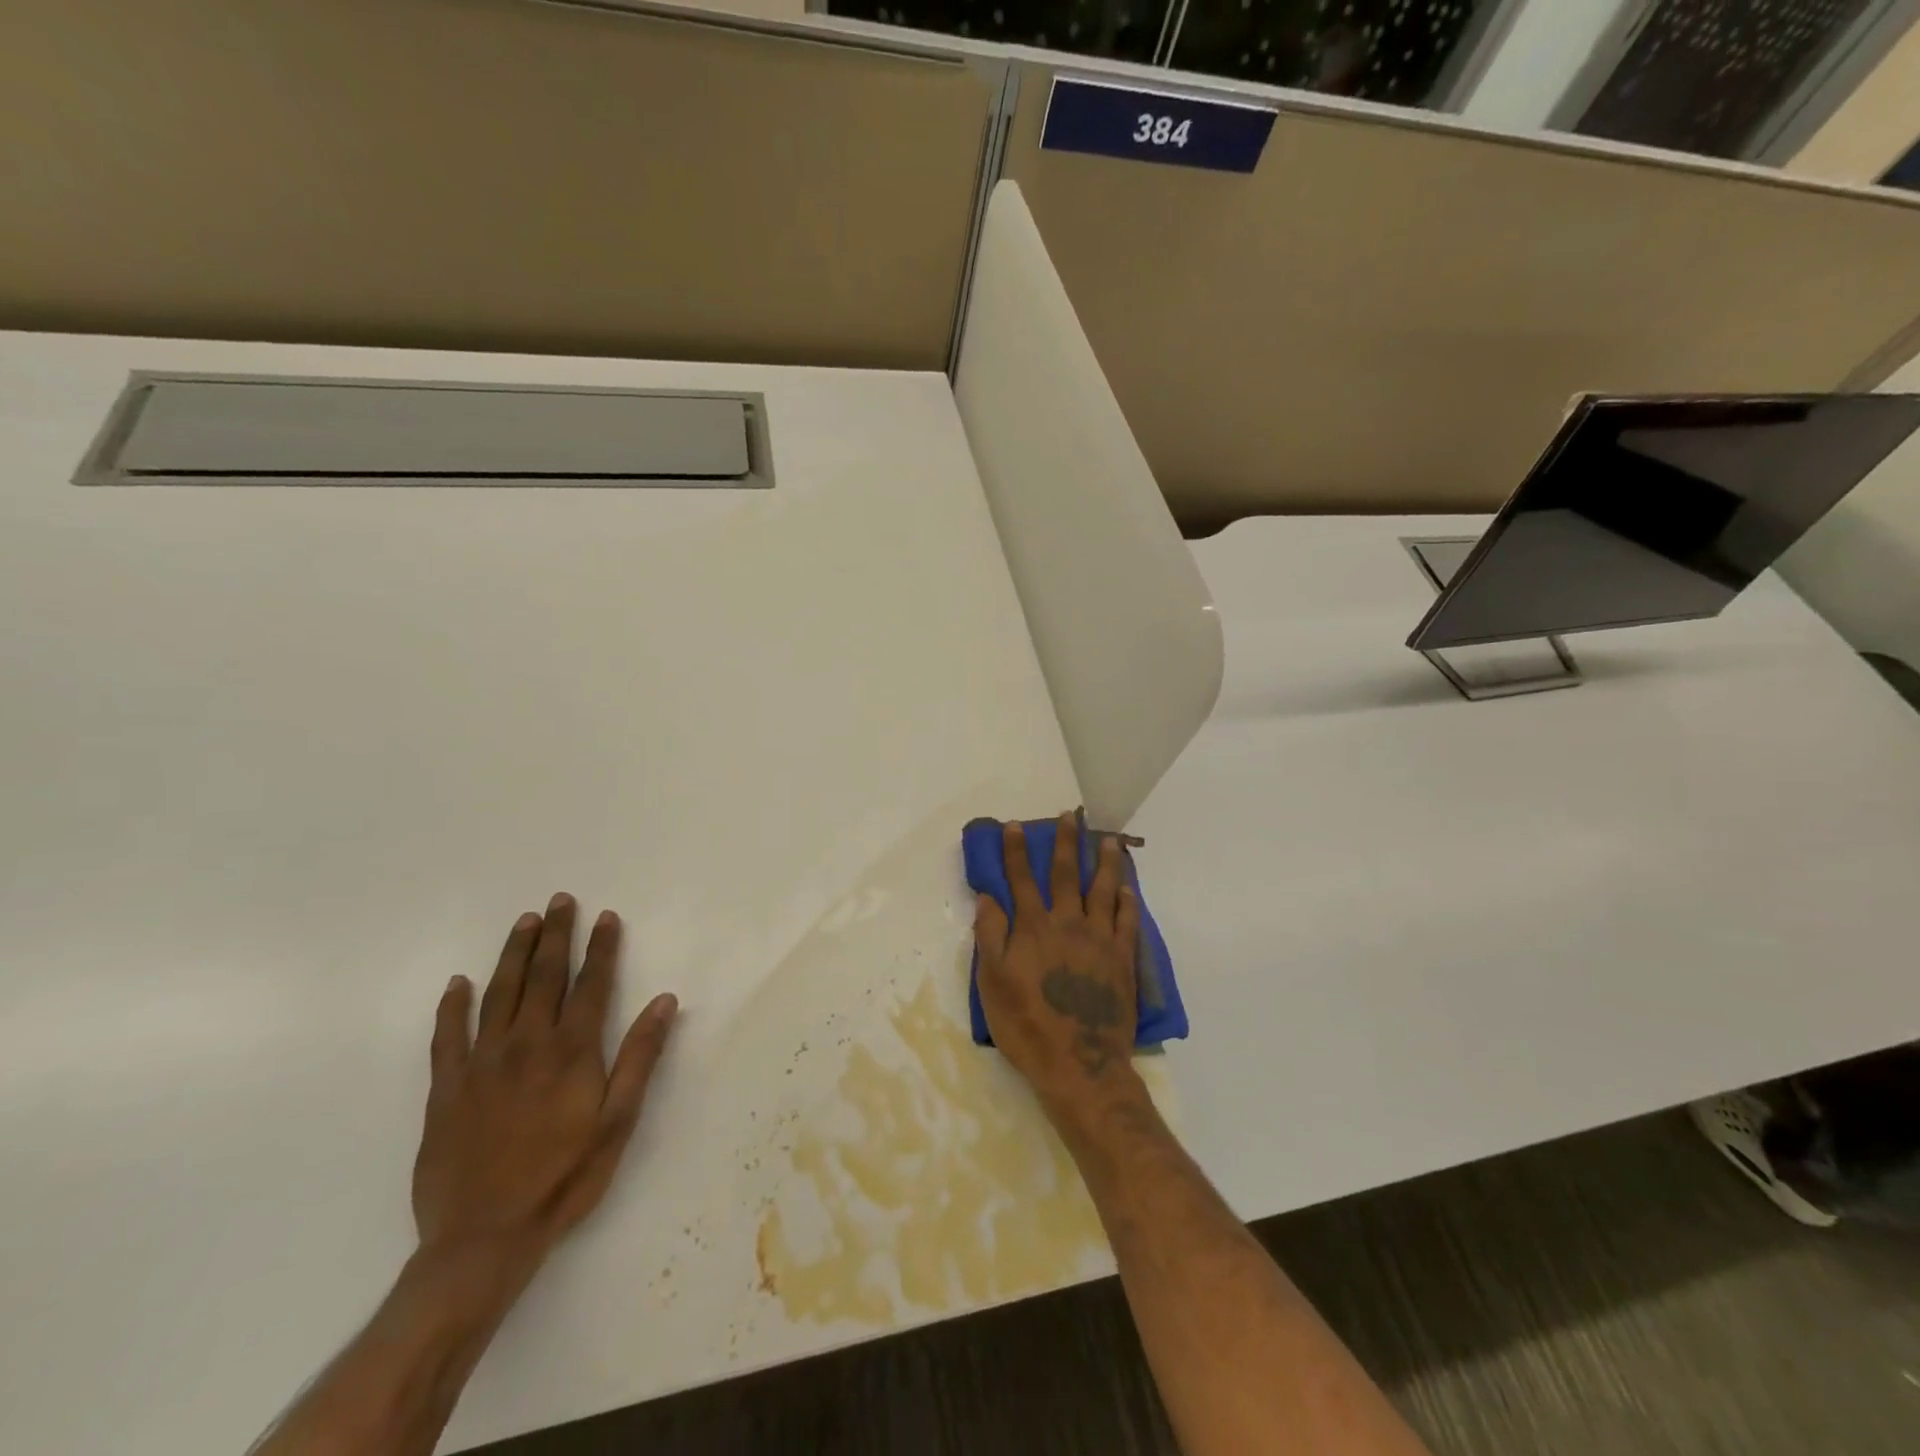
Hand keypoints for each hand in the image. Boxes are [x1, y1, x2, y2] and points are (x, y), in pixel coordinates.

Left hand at [412, 894, 677, 1276]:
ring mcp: (481, 1063)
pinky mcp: (446, 1089)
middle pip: (543, 977)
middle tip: (560, 901)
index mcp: (571, 1051)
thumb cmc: (564, 1178)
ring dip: (513, 954)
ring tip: (524, 922)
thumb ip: (640, 1057)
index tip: (606, 916)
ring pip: (498, 993)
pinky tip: (459, 984)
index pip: (591, 984)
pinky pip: (447, 1036)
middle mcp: (526, 1044)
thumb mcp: (618, 1121)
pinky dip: (452, 1006)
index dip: (601, 948)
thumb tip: (665, 1001)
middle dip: (555, 936)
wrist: (483, 1239)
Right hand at [974, 812, 1140, 1127]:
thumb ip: (990, 936)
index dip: (1016, 851)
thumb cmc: (1027, 1025)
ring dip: (1104, 861)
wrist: (1079, 1064)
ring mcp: (1099, 939)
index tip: (1015, 826)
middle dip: (1065, 842)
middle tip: (1070, 815)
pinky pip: (1127, 920)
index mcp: (1033, 928)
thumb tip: (988, 896)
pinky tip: (1128, 887)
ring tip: (1108, 839)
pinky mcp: (1122, 958)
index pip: (1022, 879)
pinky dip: (1127, 900)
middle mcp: (1068, 924)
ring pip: (1103, 889)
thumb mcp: (992, 983)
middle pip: (1066, 874)